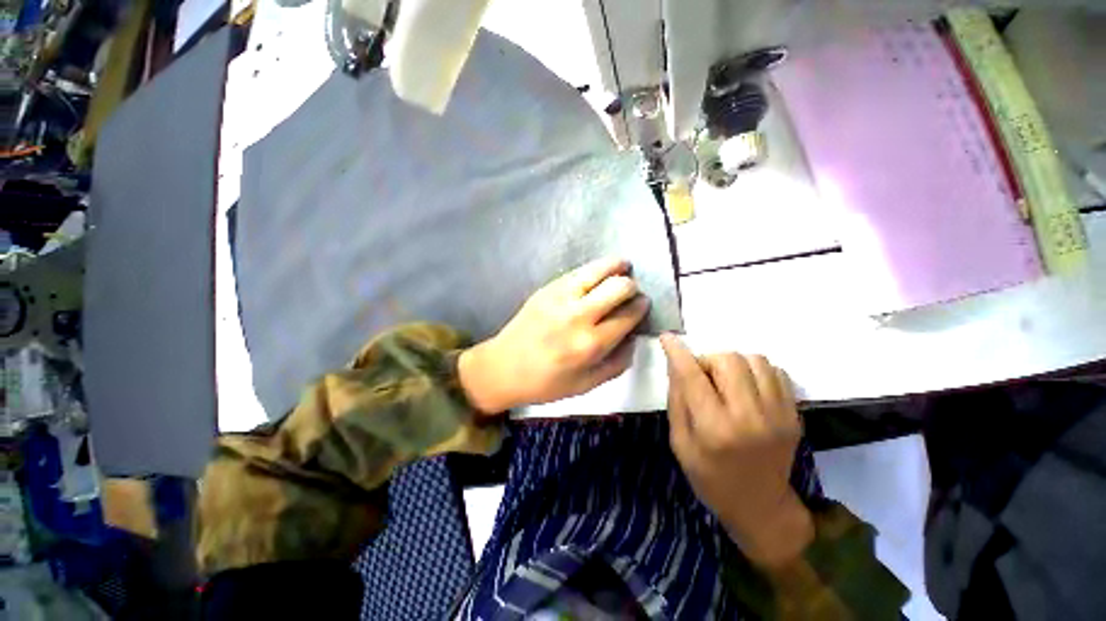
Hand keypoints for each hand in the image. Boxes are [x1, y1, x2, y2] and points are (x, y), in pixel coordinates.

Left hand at [458, 258, 649, 413]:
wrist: (503, 367)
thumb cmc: (545, 383)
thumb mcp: (587, 385)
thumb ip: (617, 364)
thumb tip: (633, 338)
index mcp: (590, 344)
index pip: (628, 316)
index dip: (641, 307)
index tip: (644, 304)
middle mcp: (579, 316)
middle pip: (619, 287)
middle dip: (632, 287)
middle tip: (632, 292)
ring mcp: (561, 297)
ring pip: (599, 270)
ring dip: (616, 266)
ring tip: (623, 265)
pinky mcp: (547, 288)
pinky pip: (578, 271)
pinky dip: (595, 269)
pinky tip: (599, 272)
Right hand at [660, 334, 812, 568]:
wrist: (761, 506)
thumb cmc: (710, 477)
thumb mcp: (680, 442)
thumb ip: (677, 400)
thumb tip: (676, 364)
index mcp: (714, 429)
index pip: (692, 376)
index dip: (677, 352)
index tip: (667, 338)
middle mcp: (749, 417)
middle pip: (728, 360)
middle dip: (708, 360)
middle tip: (703, 376)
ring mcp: (778, 415)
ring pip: (755, 360)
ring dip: (733, 363)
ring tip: (726, 380)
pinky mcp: (794, 415)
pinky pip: (776, 372)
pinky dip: (756, 371)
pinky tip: (746, 387)